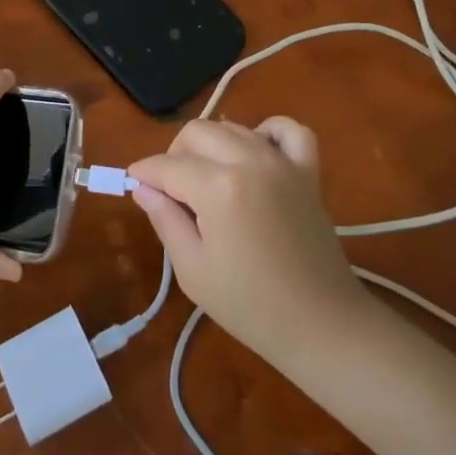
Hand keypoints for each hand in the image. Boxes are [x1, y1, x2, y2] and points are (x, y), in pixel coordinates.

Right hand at [129, 117, 365, 364]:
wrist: (322, 326)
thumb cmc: (250, 306)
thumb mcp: (193, 270)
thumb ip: (165, 219)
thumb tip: (143, 188)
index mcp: (218, 188)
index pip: (167, 166)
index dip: (144, 173)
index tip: (133, 183)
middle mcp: (249, 161)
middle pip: (197, 133)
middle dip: (174, 154)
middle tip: (170, 189)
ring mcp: (282, 162)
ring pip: (233, 128)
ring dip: (212, 146)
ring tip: (206, 179)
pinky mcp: (307, 172)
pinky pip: (289, 130)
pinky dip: (268, 132)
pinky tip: (255, 153)